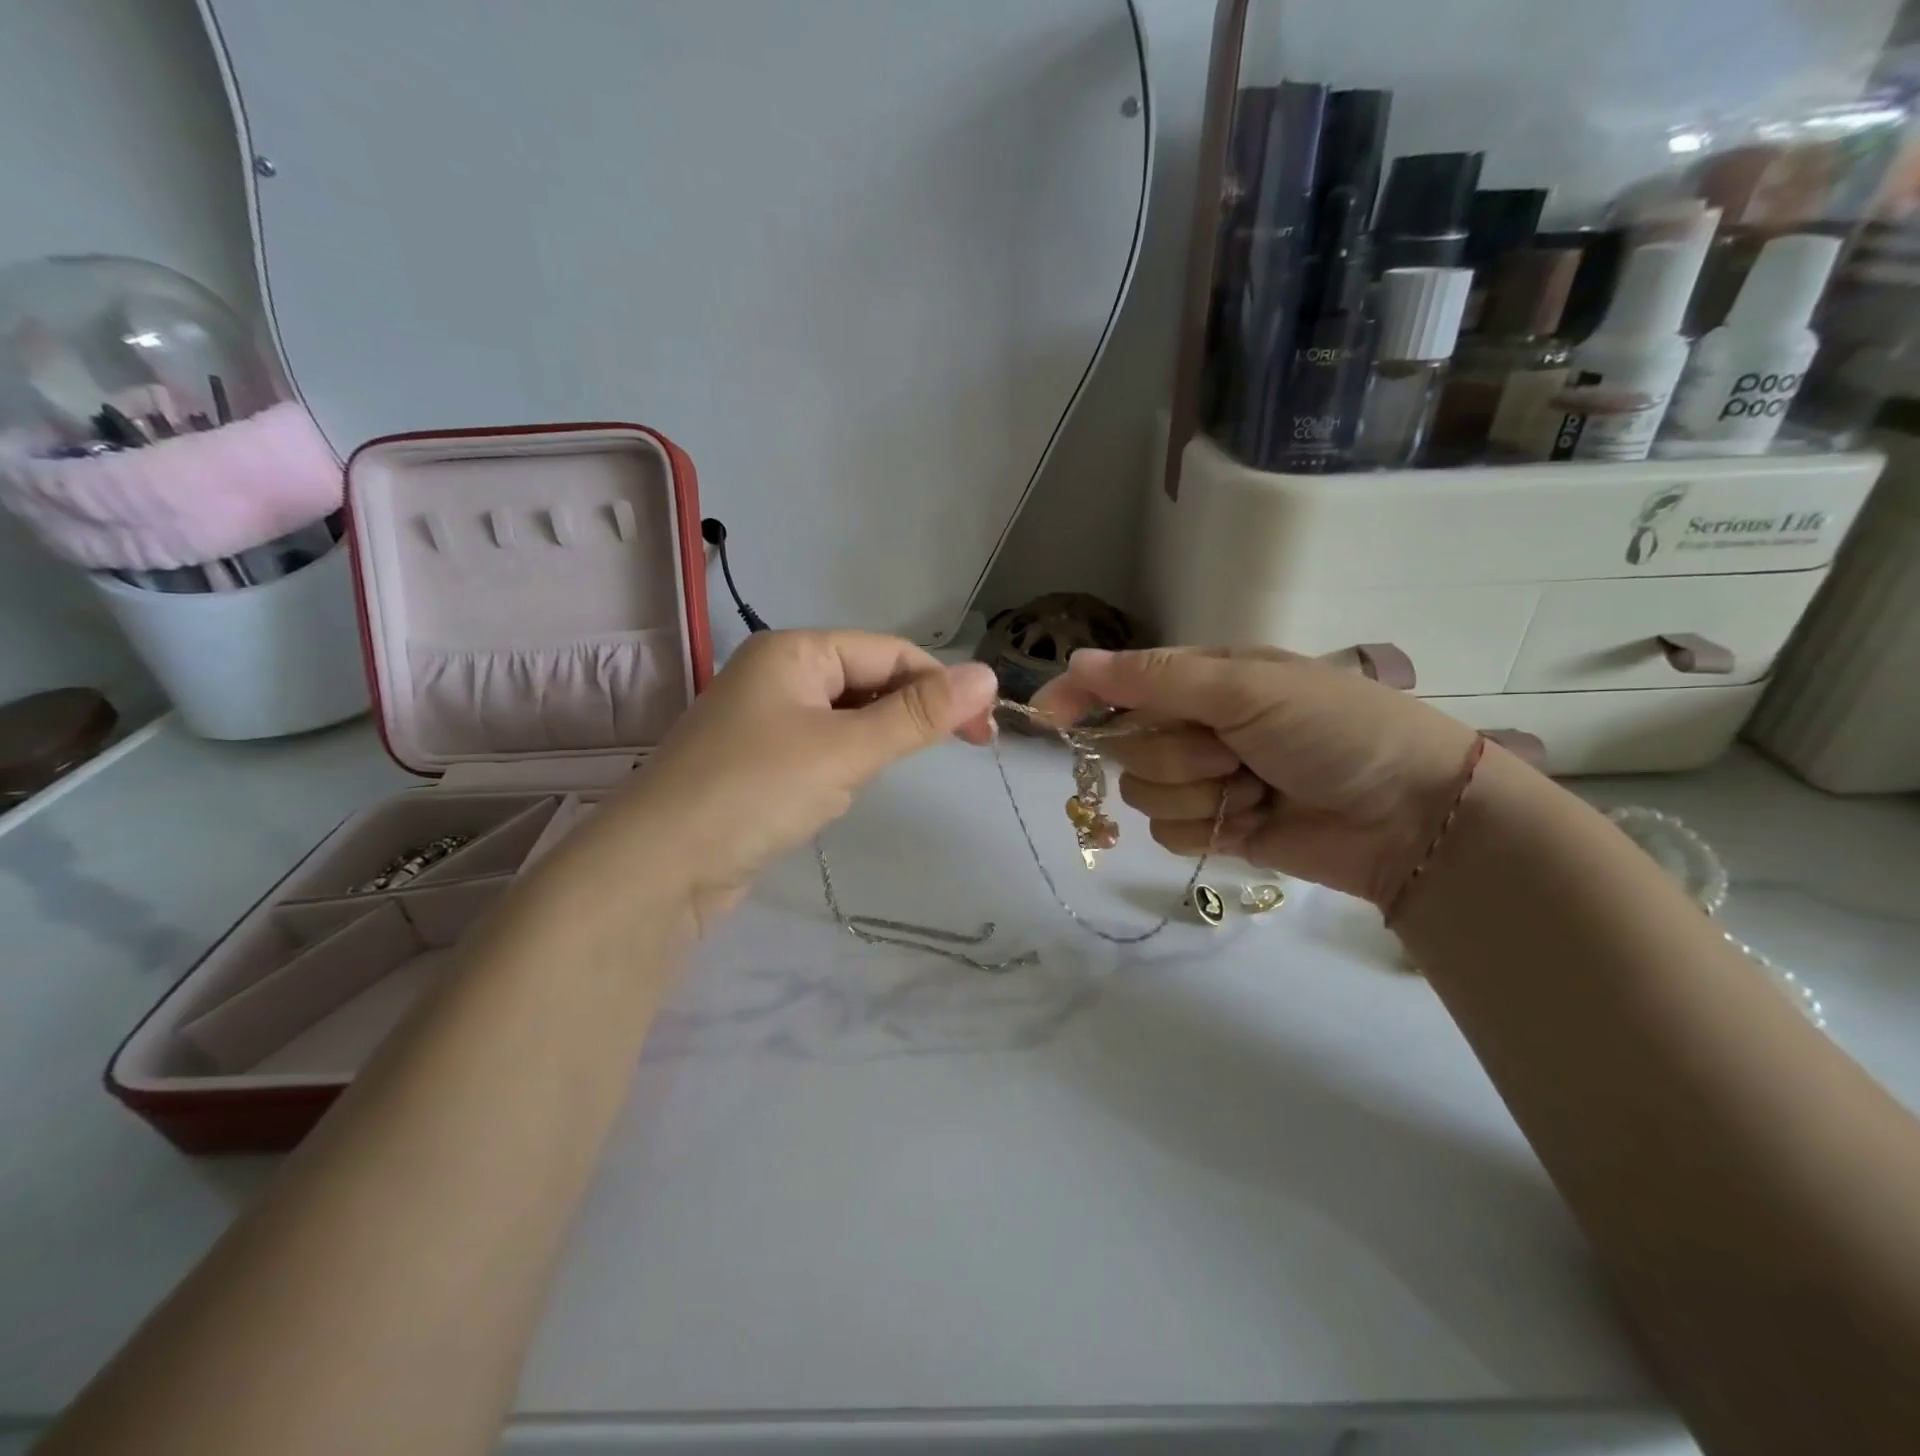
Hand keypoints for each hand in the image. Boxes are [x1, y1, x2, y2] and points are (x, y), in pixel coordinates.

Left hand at [561, 630, 997, 929]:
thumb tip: (987, 674)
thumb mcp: (846, 750)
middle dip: (913, 710)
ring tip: (895, 769)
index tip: (984, 730)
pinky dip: (848, 760)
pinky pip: (822, 745)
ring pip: (847, 715)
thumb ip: (917, 715)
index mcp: (794, 650)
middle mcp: (777, 674)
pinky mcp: (758, 762)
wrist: (659, 869)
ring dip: (880, 736)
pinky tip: (849, 786)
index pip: (889, 652)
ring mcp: (763, 719)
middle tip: (964, 748)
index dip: (942, 684)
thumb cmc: (756, 792)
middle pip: (868, 678)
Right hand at [1031, 646, 1480, 908]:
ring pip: (1143, 793)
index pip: (1120, 682)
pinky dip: (1206, 826)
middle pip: (1127, 745)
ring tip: (1255, 786)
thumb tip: (1076, 661)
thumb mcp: (1248, 687)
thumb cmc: (1335, 729)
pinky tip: (1252, 818)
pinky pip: (1166, 831)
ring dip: (1197, 792)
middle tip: (1235, 750)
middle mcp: (1195, 726)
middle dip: (1176, 753)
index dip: (1082, 696)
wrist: (1408, 814)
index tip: (1047, 716)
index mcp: (1204, 680)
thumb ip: (1157, 678)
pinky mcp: (1212, 828)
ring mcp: (1202, 779)